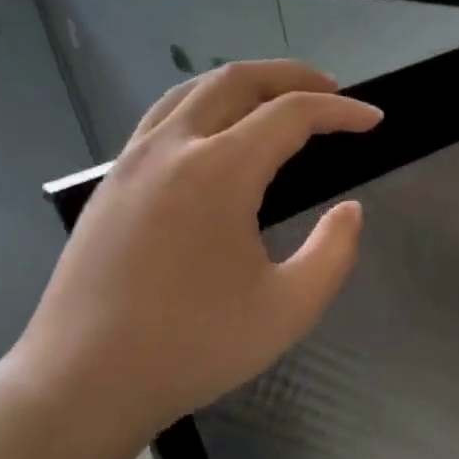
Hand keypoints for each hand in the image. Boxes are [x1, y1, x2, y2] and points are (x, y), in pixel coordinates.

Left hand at [2, 61, 381, 454]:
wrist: (84, 381)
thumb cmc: (195, 347)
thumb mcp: (290, 308)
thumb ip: (334, 252)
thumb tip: (349, 211)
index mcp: (219, 172)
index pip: (291, 115)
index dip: (340, 112)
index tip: (374, 120)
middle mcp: (171, 149)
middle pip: (236, 81)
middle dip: (292, 77)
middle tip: (332, 91)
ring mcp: (131, 163)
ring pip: (191, 92)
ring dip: (243, 85)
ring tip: (278, 101)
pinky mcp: (110, 186)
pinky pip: (162, 120)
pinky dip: (204, 107)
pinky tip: (218, 138)